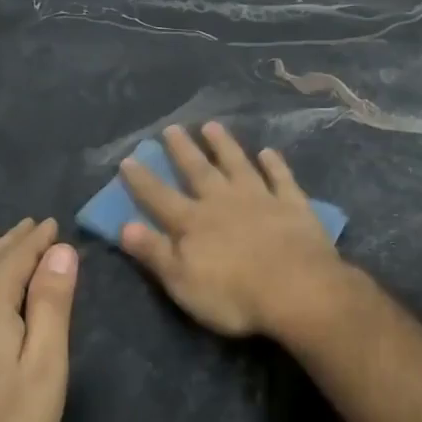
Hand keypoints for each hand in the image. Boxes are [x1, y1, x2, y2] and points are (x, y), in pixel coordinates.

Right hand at [119, 123, 345, 337]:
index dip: (142, 180)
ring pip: (238, 165)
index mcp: (193, 223)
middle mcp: (223, 202)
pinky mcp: (293, 205)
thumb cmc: (234, 296)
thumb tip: (124, 226)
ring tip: (212, 126)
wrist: (297, 290)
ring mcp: (261, 199)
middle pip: (199, 171)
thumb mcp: (182, 282)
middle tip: (172, 127)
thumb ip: (154, 252)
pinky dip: (274, 164)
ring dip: (224, 145)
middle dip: (183, 150)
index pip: (160, 198)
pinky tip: (269, 152)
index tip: (129, 159)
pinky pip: (281, 178)